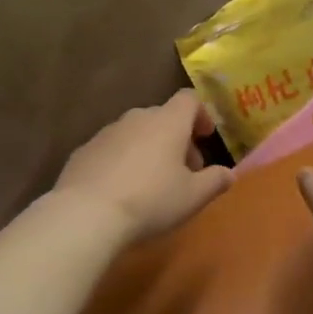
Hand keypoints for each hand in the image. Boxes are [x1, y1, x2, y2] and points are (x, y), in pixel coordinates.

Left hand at [52, 90, 232, 245]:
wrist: (86, 214)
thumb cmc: (150, 201)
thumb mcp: (193, 197)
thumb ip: (215, 181)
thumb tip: (229, 174)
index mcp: (167, 122)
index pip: (189, 99)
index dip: (201, 114)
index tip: (205, 137)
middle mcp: (137, 118)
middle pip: (163, 117)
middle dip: (177, 138)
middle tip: (184, 171)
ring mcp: (107, 132)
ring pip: (136, 132)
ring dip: (149, 149)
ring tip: (152, 183)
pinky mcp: (84, 150)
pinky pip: (112, 149)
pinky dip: (122, 160)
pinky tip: (122, 190)